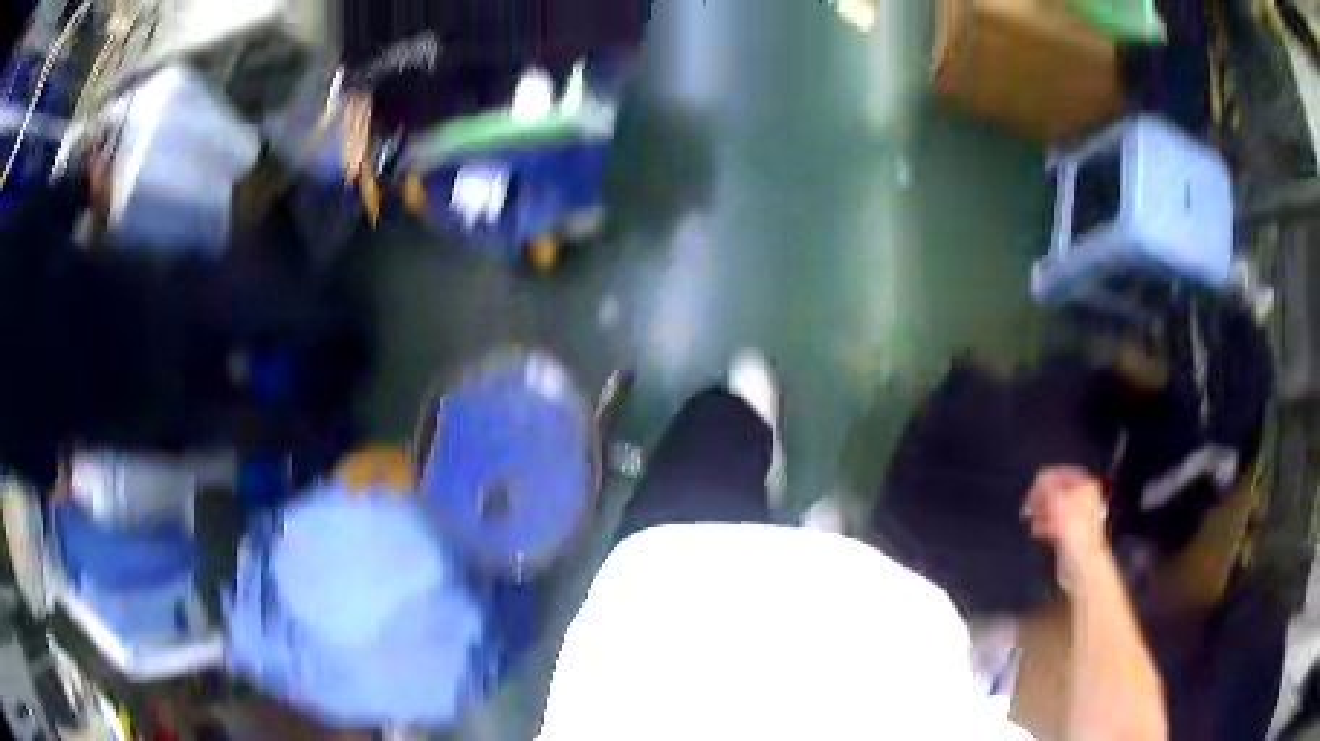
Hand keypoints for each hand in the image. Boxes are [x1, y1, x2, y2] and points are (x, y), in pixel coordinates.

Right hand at [1022, 466, 1109, 591]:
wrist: (1080, 561)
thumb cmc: (1071, 526)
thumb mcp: (1056, 498)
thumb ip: (1046, 485)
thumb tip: (1039, 479)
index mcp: (1086, 485)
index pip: (1062, 474)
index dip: (1045, 479)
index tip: (1031, 487)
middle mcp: (1084, 499)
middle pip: (1058, 492)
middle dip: (1041, 499)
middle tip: (1028, 507)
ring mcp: (1078, 518)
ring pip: (1054, 510)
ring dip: (1041, 514)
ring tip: (1031, 521)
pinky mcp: (1070, 535)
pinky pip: (1055, 525)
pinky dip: (1044, 527)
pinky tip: (1037, 532)